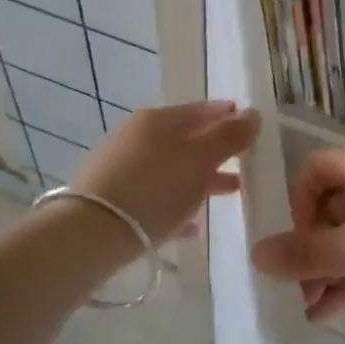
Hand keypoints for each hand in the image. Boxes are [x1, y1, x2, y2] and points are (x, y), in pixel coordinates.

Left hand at [71, 101, 259, 246]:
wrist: (91, 234)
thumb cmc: (154, 189)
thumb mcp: (199, 159)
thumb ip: (229, 136)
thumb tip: (253, 114)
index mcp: (158, 119)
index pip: (202, 109)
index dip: (229, 115)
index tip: (253, 127)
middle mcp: (138, 136)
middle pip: (187, 139)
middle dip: (218, 149)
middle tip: (247, 162)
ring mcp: (122, 168)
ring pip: (172, 168)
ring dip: (201, 178)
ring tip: (230, 193)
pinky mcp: (113, 201)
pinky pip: (155, 198)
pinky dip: (177, 205)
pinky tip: (193, 227)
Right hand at [252, 146, 344, 322]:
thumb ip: (304, 254)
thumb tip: (254, 255)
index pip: (314, 170)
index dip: (296, 204)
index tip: (294, 242)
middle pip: (334, 205)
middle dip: (312, 247)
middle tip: (297, 284)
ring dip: (331, 268)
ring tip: (309, 307)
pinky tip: (333, 311)